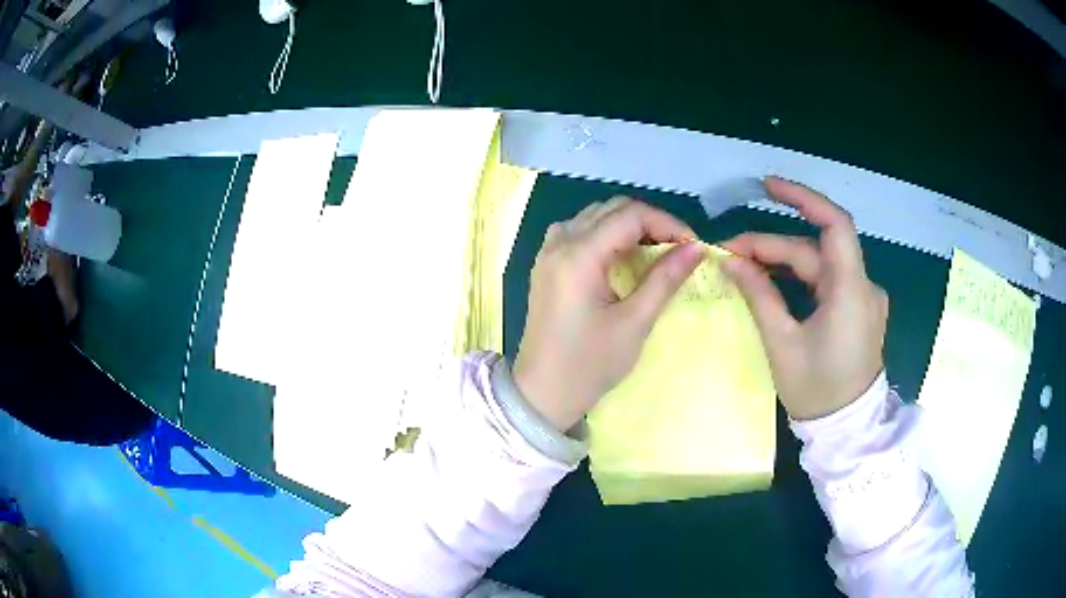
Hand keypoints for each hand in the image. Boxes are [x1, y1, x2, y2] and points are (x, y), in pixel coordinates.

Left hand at [513, 198, 703, 431]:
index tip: (693, 246)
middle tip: (678, 249)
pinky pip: (579, 231)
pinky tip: (621, 257)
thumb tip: (697, 248)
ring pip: (595, 216)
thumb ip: (665, 279)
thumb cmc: (589, 364)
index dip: (668, 224)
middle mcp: (559, 242)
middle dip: (651, 222)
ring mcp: (548, 251)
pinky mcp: (546, 264)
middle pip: (612, 209)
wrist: (542, 392)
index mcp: (579, 254)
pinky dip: (606, 234)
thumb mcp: (634, 322)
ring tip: (655, 251)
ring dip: (628, 226)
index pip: (631, 215)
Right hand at [721, 177, 887, 420]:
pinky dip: (799, 278)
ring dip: (783, 262)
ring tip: (744, 266)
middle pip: (816, 249)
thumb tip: (732, 261)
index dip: (803, 198)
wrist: (847, 429)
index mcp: (851, 291)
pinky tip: (773, 281)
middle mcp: (863, 286)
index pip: (834, 225)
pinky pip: (826, 281)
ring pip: (820, 265)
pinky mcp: (858, 308)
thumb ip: (760, 296)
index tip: (767, 187)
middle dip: (773, 246)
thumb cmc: (817, 391)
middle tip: (730, 254)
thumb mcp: (783, 344)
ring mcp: (863, 297)